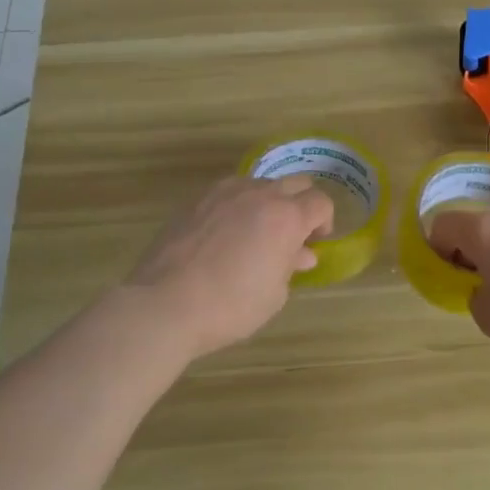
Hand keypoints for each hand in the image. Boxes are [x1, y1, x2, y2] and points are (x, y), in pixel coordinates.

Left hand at [126, 175, 333, 359]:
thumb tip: (301, 253)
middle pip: (296, 183)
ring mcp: (225, 192)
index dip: (324, 222)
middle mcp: (260, 194)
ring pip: (261, 183)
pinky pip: (231, 192)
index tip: (314, 243)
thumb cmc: (230, 306)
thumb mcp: (274, 294)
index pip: (321, 202)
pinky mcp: (197, 199)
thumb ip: (290, 266)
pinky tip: (227, 233)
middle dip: (301, 204)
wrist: (165, 304)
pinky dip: (239, 205)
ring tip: (257, 232)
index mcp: (287, 217)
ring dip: (269, 201)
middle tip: (292, 234)